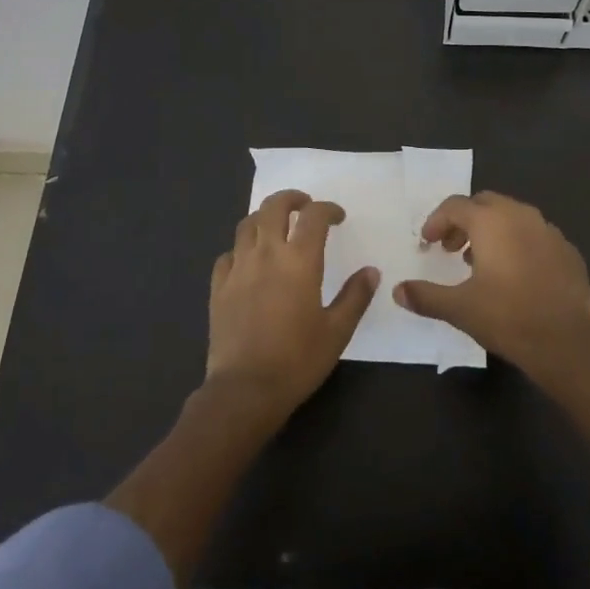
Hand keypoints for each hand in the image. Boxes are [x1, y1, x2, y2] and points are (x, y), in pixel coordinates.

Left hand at [207, 189, 378, 415]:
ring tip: (277, 227)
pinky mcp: (218, 287)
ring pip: (247, 225)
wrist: (245, 389)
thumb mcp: (337, 331)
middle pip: (273, 207)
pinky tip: (249, 261)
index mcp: (299, 261)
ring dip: (265, 217)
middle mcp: (266, 254)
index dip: (328, 209)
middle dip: (291, 199)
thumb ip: (355, 296)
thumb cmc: (298, 360)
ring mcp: (237, 269)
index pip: (313, 217)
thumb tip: (371, 271)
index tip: (338, 217)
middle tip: (304, 205)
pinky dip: (241, 248)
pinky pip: (228, 254)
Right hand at [393, 191, 589, 383]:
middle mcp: (521, 216)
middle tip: (451, 249)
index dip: (436, 221)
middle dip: (464, 222)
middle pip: (485, 204)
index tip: (427, 243)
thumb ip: (425, 296)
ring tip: (481, 263)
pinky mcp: (569, 251)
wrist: (566, 343)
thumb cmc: (507, 317)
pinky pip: (536, 236)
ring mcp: (550, 231)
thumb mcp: (459, 308)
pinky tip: (516, 276)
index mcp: (492, 221)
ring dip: (492, 232)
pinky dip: (519, 245)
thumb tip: (398, 291)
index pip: (455, 206)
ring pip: (513, 218)